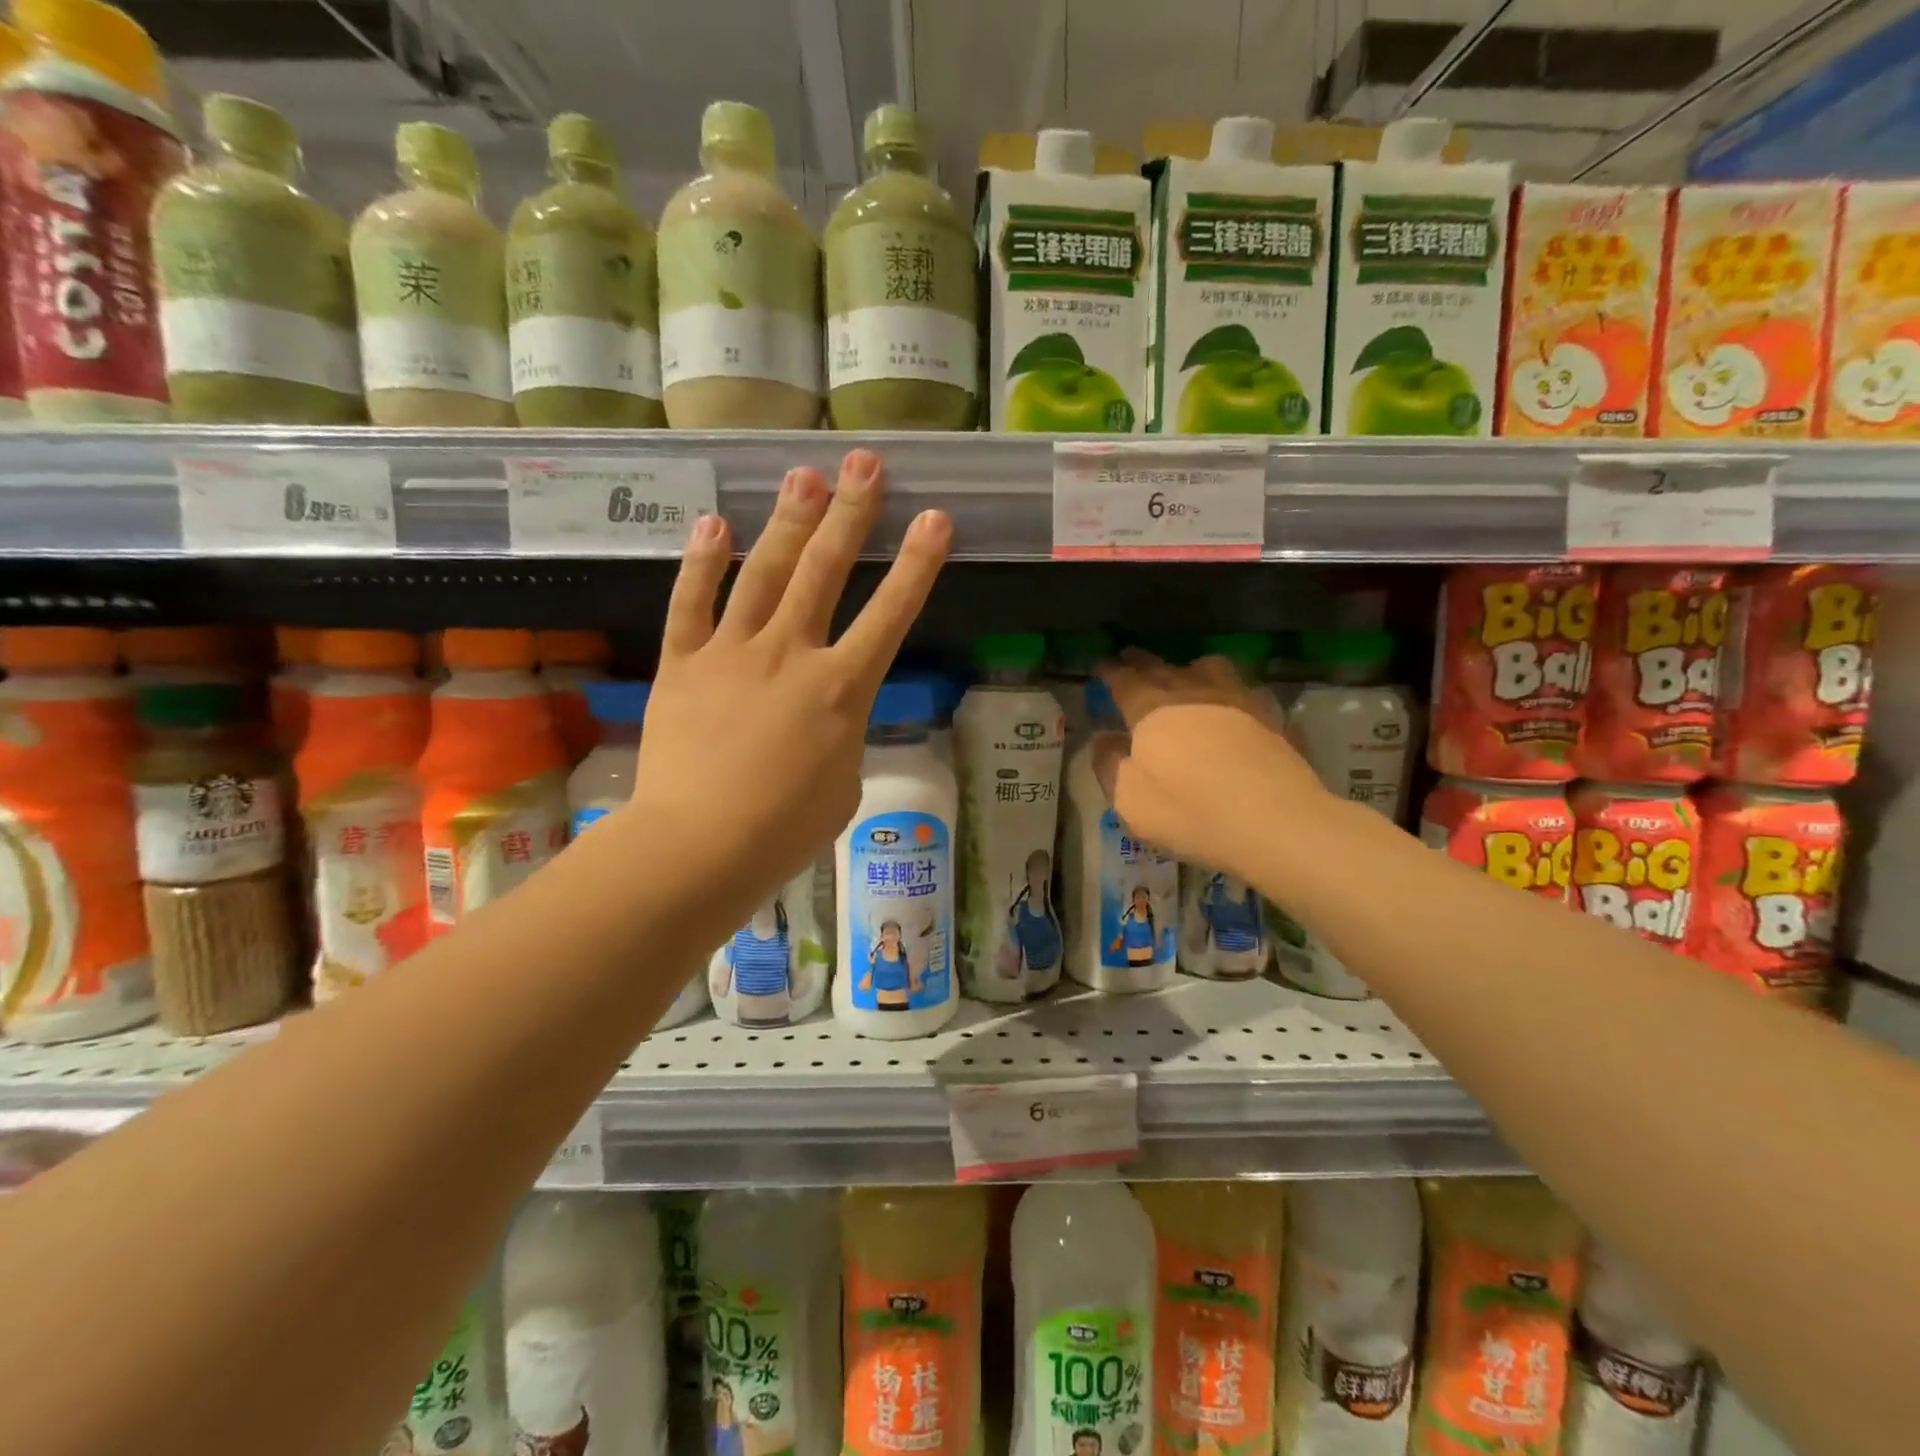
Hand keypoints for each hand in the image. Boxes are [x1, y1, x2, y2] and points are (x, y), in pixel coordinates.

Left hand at [633, 449, 950, 925]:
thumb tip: (829, 710)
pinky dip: (703, 563)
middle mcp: (790, 654)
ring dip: (788, 522)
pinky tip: (715, 524)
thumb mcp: (843, 783)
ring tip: (804, 475)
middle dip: (851, 513)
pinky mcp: (683, 664)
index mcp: (841, 688)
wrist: (699, 846)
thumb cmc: (785, 830)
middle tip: (865, 463)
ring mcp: (732, 653)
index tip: (935, 518)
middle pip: (826, 571)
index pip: (891, 614)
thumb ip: (843, 732)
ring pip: (764, 573)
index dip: (918, 564)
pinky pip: (691, 603)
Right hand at [1094, 652, 1326, 880]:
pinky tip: (1239, 707)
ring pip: (1213, 669)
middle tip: (1131, 656)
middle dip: (1143, 662)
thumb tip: (1104, 739)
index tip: (1100, 665)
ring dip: (1193, 667)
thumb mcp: (1130, 800)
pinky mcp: (1273, 721)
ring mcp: (1239, 703)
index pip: (1125, 681)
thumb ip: (1110, 765)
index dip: (1110, 672)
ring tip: (1188, 673)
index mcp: (1152, 711)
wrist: (1275, 823)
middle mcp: (1194, 695)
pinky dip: (1237, 695)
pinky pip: (1250, 695)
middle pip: (1164, 668)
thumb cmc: (1189, 811)